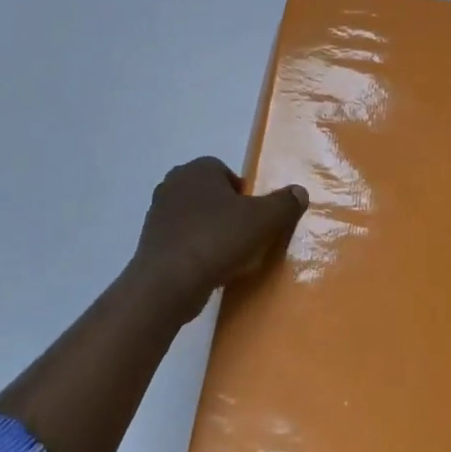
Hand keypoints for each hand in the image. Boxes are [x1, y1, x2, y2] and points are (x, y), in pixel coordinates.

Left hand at [130, 158, 309, 321]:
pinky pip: (183, 240)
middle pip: (213, 196)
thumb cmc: (218, 239)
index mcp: (198, 169)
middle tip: (246, 238)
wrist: (168, 283)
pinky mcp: (150, 241)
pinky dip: (196, 251)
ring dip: (213, 233)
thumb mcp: (264, 220)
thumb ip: (285, 203)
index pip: (228, 174)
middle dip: (229, 214)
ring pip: (197, 219)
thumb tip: (299, 192)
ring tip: (229, 258)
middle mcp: (174, 183)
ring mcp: (158, 213)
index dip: (246, 196)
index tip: (256, 220)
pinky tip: (209, 270)